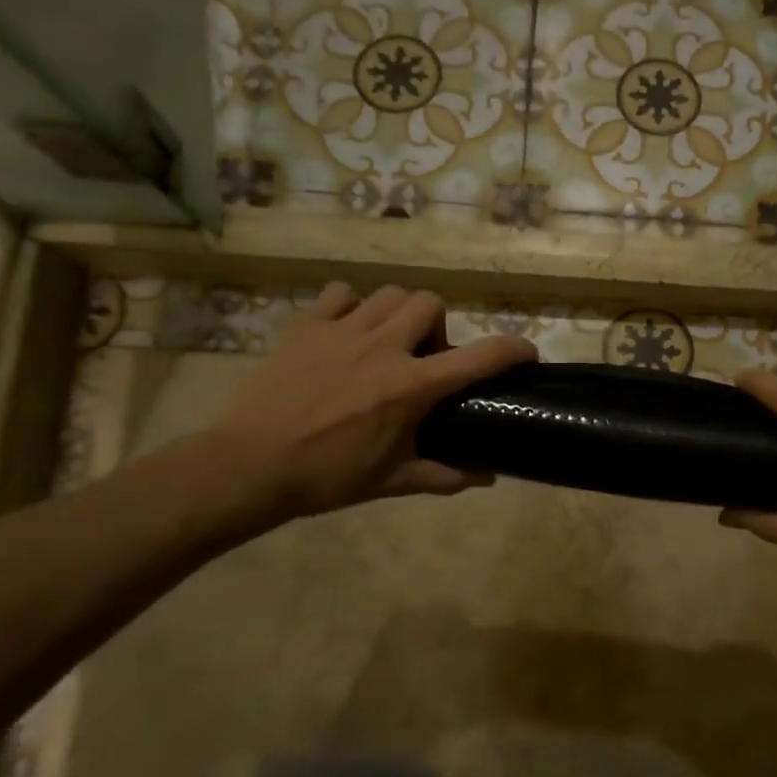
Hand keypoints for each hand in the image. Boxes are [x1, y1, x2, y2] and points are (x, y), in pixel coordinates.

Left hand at [198, 283, 535, 533]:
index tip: (527, 353)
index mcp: (411, 387)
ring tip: (387, 342)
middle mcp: (384, 347)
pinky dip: (351, 306)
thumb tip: (487, 476)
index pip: (480, 356)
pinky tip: (345, 332)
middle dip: (438, 327)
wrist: (250, 465)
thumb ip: (444, 475)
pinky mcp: (306, 325)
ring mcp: (342, 330)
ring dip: (399, 313)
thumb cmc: (327, 476)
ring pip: (389, 294)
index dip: (513, 349)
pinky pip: (340, 294)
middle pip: (431, 303)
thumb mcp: (392, 482)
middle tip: (424, 358)